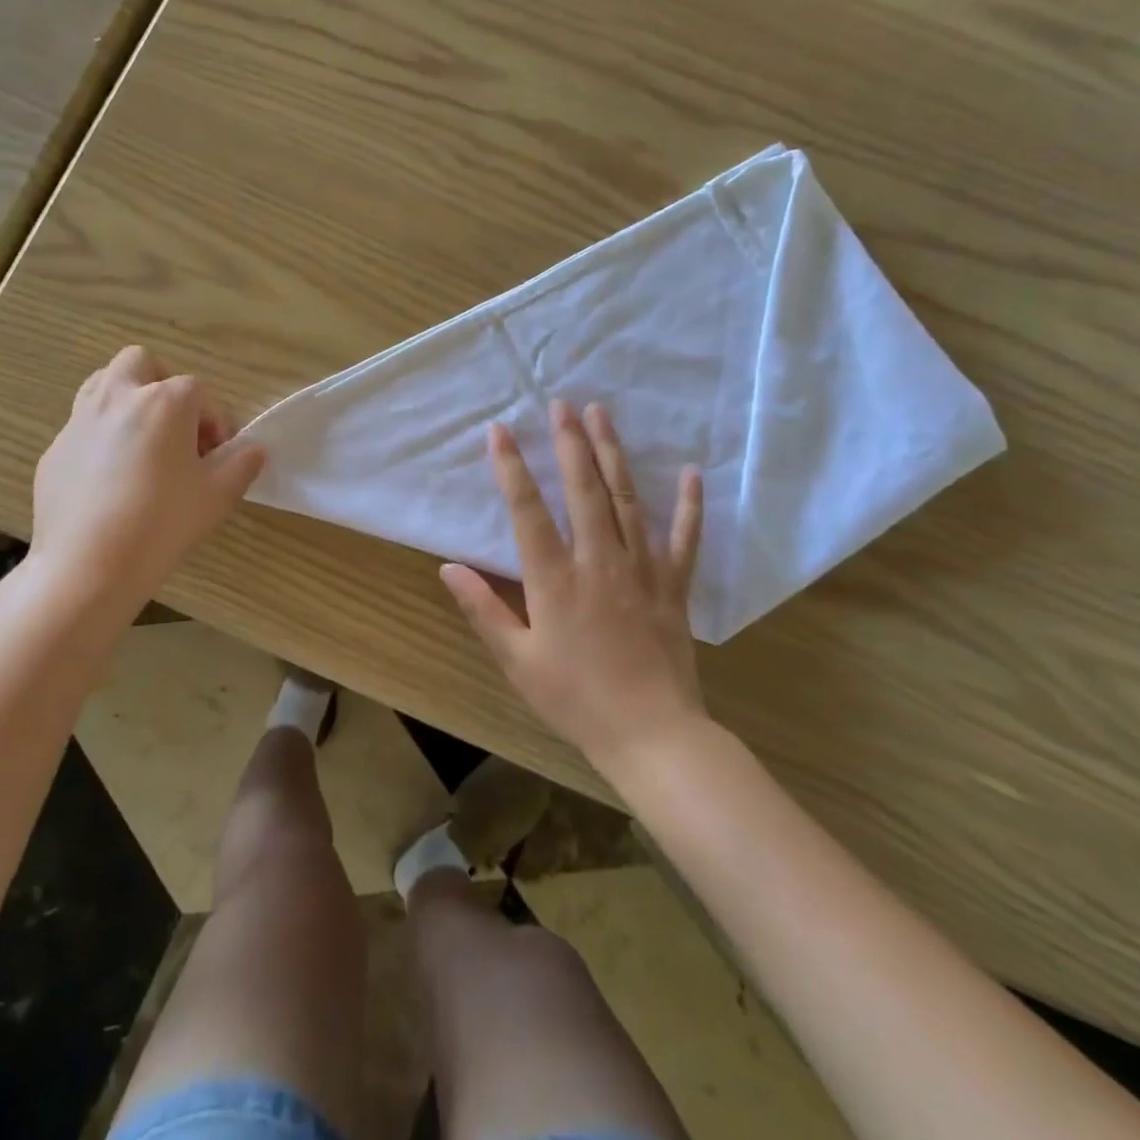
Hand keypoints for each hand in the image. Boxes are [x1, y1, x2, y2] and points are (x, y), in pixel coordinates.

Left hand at [27, 347, 265, 615]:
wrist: (88, 566)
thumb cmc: (163, 524)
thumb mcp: (218, 496)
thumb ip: (243, 464)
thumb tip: (254, 449)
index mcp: (164, 402)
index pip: (200, 392)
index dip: (216, 422)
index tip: (218, 456)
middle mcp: (118, 398)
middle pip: (142, 363)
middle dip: (163, 386)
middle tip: (177, 430)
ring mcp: (79, 421)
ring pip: (103, 384)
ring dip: (128, 401)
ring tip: (143, 445)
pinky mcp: (55, 451)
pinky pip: (83, 428)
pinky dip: (102, 439)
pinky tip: (110, 482)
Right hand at [441, 400, 706, 775]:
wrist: (652, 735)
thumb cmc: (576, 699)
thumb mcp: (517, 661)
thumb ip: (483, 609)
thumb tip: (448, 567)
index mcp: (555, 579)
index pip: (527, 511)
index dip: (511, 468)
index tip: (500, 430)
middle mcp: (598, 561)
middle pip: (583, 490)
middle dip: (569, 442)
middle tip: (561, 404)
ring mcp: (642, 570)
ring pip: (626, 500)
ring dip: (612, 454)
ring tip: (602, 415)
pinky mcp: (674, 586)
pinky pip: (684, 538)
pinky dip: (689, 505)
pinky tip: (691, 473)